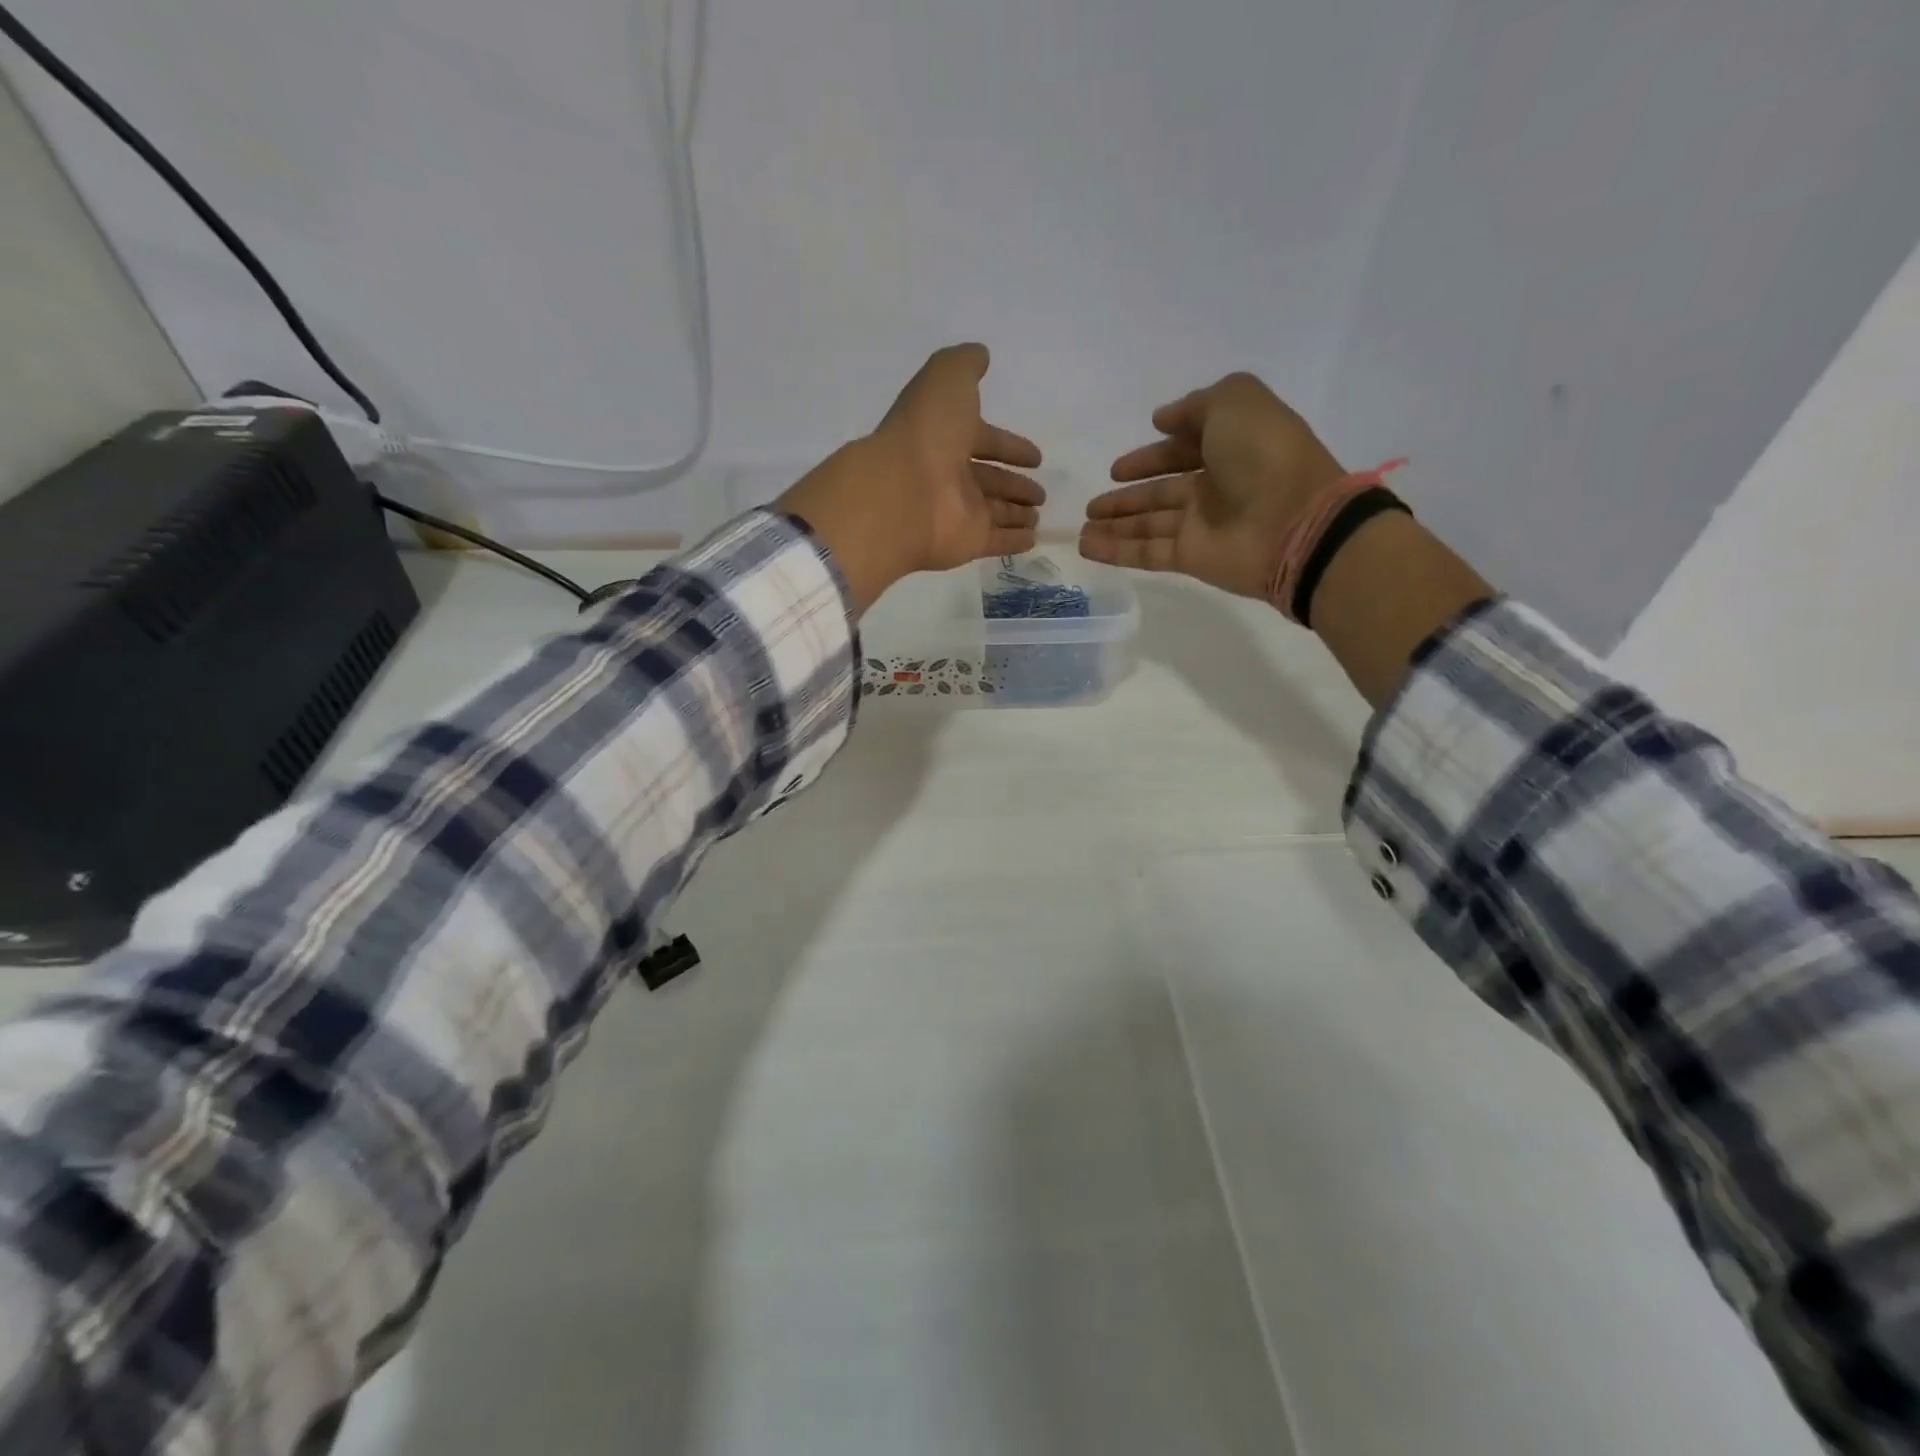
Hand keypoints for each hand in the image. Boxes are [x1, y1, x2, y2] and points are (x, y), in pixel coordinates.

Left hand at [779, 344, 1044, 612]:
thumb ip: (965, 364)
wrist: (903, 492)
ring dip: (1016, 512)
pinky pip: (996, 541)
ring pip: (994, 512)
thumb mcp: (946, 379)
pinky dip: (1015, 540)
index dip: (1010, 446)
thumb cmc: (927, 432)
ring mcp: (958, 512)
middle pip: (990, 480)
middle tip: (1040, 492)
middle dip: (1015, 485)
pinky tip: (1034, 539)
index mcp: (945, 437)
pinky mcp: (967, 542)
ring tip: (1039, 513)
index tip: (1036, 457)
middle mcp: (950, 475)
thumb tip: (981, 354)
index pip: (984, 440)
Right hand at [1079, 372, 1345, 599]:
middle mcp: (1215, 487)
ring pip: (1148, 524)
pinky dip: (1116, 550)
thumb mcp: (1237, 401)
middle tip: (1093, 503)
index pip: (1182, 450)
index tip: (1118, 467)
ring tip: (1081, 527)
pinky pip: (1146, 552)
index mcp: (1229, 447)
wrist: (1296, 522)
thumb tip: (1161, 419)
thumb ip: (1197, 404)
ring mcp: (1202, 525)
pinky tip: (1086, 546)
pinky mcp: (1191, 558)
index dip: (1150, 456)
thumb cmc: (1266, 454)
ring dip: (1115, 524)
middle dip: (1126, 497)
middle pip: (1160, 492)